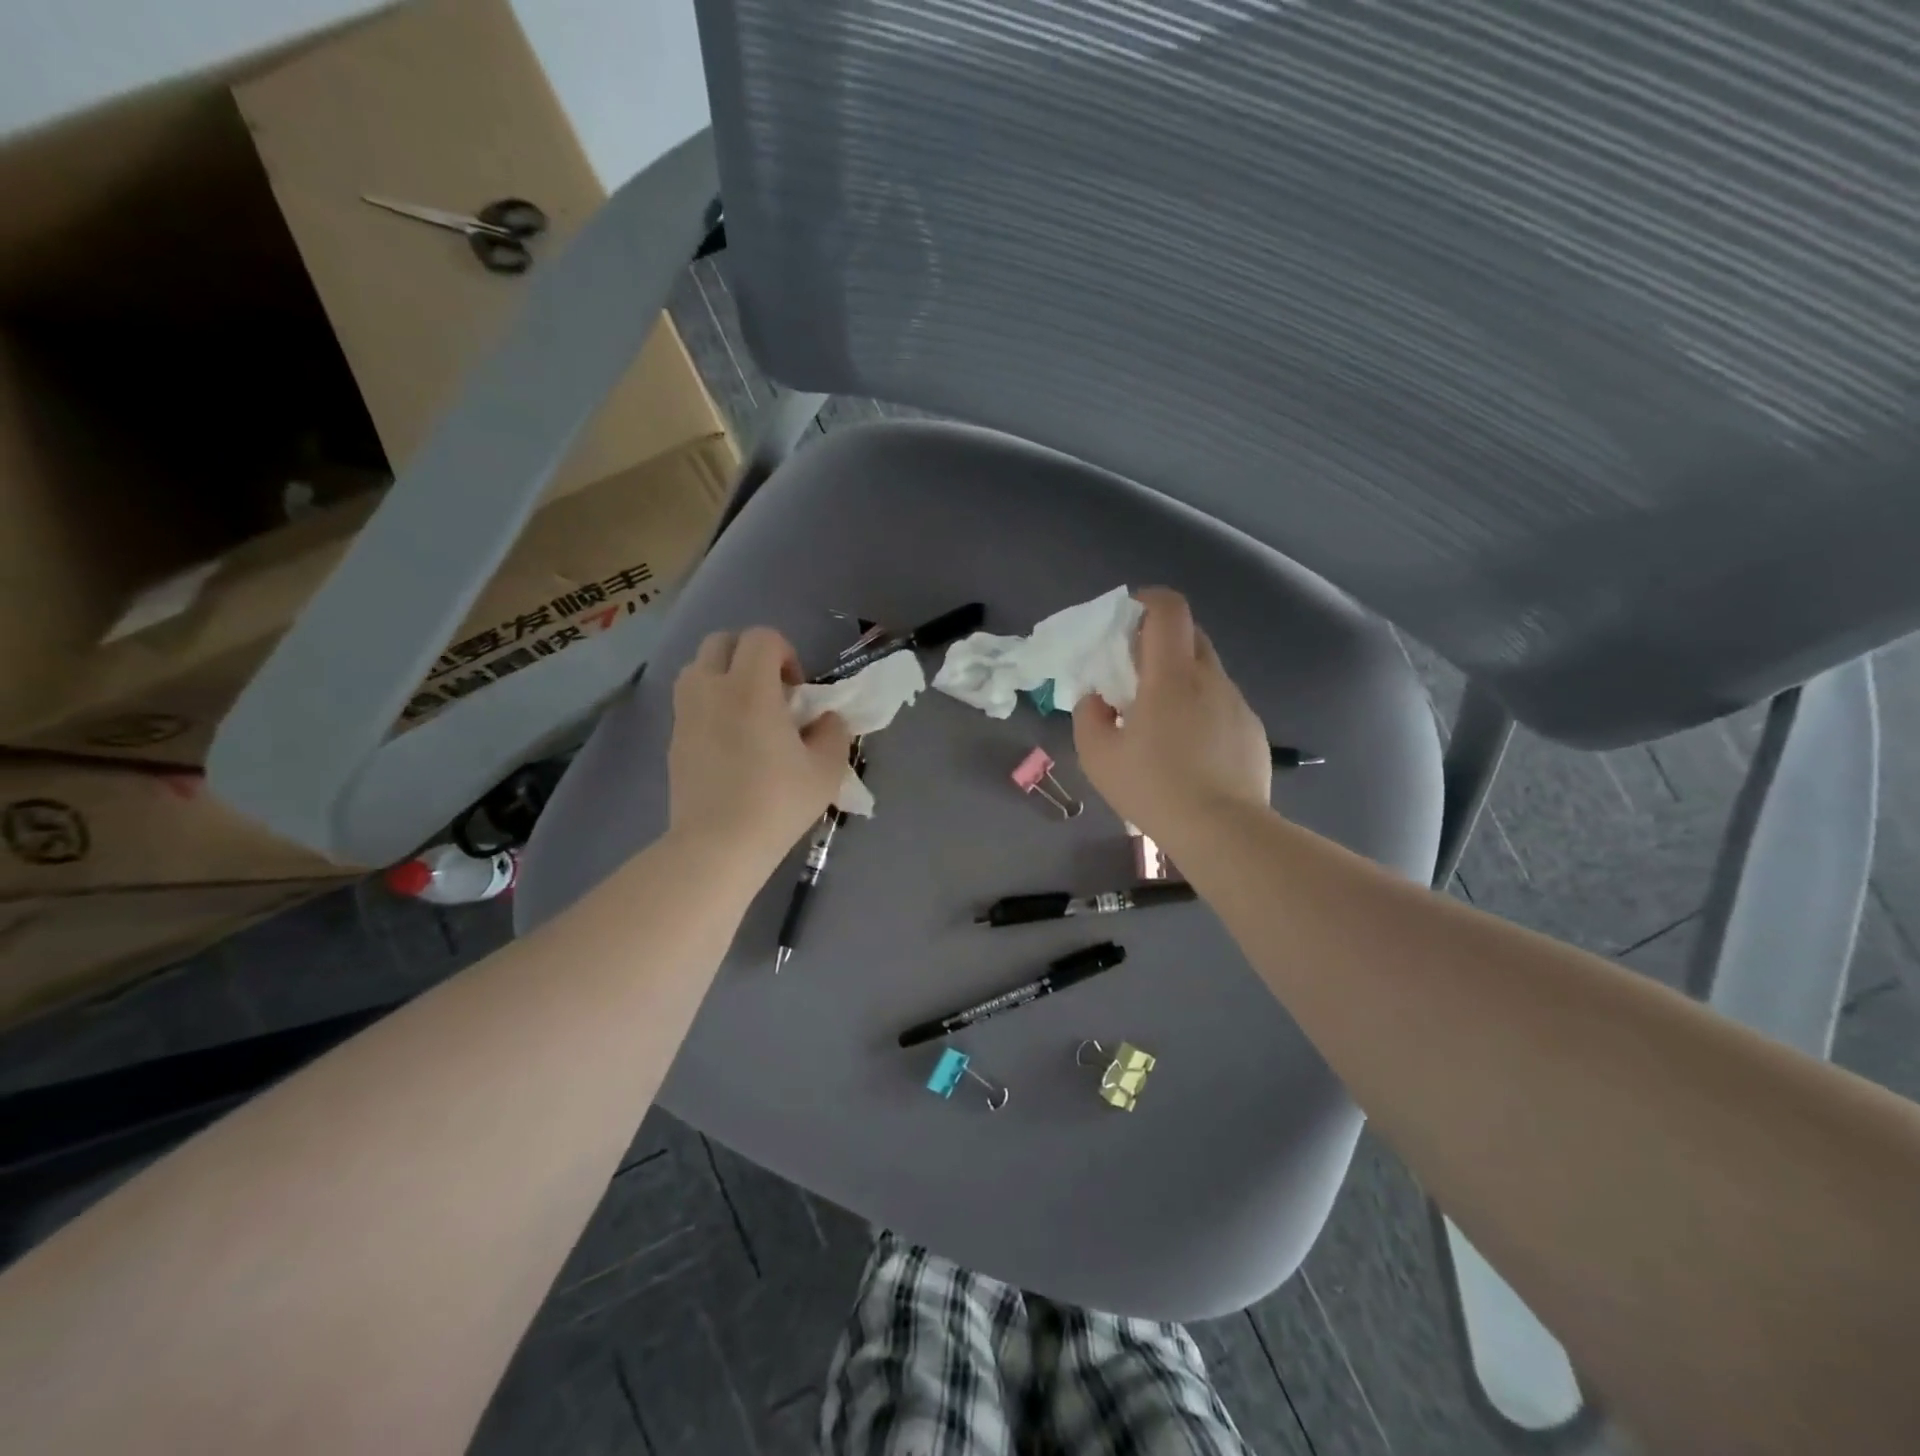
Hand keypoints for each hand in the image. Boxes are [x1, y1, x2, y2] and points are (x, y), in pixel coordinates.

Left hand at [669, 628, 851, 874]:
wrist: (718, 845)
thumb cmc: (777, 803)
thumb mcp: (826, 770)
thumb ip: (834, 733)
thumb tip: (825, 720)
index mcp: (750, 688)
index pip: (762, 637)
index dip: (786, 653)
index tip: (796, 690)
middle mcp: (711, 689)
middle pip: (721, 641)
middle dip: (749, 655)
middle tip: (771, 692)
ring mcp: (685, 713)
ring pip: (698, 668)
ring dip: (724, 676)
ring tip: (746, 712)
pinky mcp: (673, 739)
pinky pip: (690, 702)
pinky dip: (709, 705)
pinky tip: (729, 742)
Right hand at [1072, 588, 1270, 843]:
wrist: (1223, 831)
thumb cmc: (1154, 788)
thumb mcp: (1098, 757)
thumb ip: (1088, 716)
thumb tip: (1098, 699)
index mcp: (1172, 676)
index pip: (1169, 609)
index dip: (1148, 601)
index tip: (1128, 618)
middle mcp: (1211, 679)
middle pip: (1191, 635)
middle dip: (1161, 641)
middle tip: (1136, 675)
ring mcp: (1238, 704)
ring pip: (1207, 673)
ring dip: (1182, 680)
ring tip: (1163, 722)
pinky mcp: (1253, 731)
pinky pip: (1223, 705)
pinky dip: (1203, 710)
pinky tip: (1192, 752)